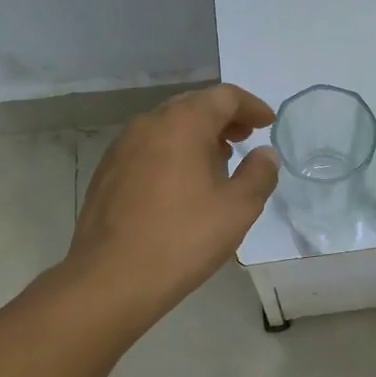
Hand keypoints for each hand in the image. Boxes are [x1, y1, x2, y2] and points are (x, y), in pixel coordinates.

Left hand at [66, 84, 278, 320]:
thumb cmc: (182, 238)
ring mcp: (122, 147)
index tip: (268, 123)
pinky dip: (173, 152)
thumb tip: (265, 154)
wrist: (110, 279)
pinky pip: (148, 148)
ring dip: (197, 135)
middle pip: (194, 105)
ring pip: (168, 126)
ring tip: (218, 162)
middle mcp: (149, 124)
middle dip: (224, 118)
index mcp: (183, 123)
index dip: (251, 106)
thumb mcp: (238, 209)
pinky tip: (182, 184)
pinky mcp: (107, 172)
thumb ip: (259, 174)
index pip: (224, 97)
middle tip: (245, 137)